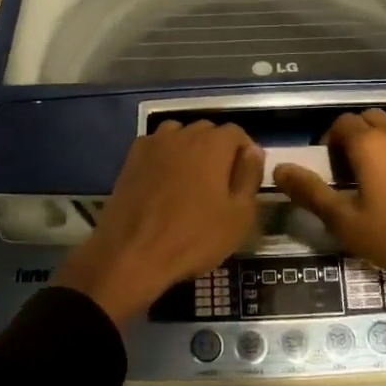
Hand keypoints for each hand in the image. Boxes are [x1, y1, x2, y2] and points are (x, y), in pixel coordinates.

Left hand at [55, 120, 262, 326]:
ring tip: (191, 182)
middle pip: (208, 132)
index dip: (245, 154)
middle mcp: (183, 134)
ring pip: (181, 136)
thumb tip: (253, 152)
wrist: (132, 254)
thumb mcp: (239, 215)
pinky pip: (157, 147)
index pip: (237, 133)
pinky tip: (164, 183)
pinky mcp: (132, 158)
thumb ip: (250, 177)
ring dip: (190, 151)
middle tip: (220, 185)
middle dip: (218, 151)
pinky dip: (165, 157)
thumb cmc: (193, 237)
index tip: (244, 180)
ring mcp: (154, 143)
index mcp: (213, 143)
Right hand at [272, 110, 385, 363]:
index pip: (341, 124)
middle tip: (353, 173)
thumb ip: (311, 193)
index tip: (333, 173)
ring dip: (383, 134)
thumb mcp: (348, 223)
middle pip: (368, 118)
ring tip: (382, 167)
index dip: (331, 144)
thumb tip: (278, 170)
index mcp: (369, 142)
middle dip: (355, 137)